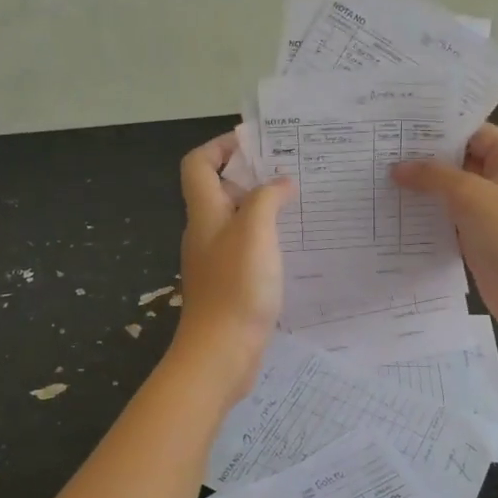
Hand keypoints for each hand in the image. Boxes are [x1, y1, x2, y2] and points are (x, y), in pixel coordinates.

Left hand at [174, 131, 295, 401]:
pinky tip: (293, 244)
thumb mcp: (254, 232)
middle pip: (218, 188)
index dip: (221, 146)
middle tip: (290, 169)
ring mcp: (216, 259)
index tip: (257, 143)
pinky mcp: (230, 283)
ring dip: (262, 206)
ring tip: (299, 202)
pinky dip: (267, 237)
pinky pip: (247, 247)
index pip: (198, 164)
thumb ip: (266, 199)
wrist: (221, 353)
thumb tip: (280, 182)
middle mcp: (205, 232)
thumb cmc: (236, 287)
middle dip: (250, 174)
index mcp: (204, 213)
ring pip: (236, 219)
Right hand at [391, 123, 497, 342]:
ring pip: (451, 191)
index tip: (400, 128)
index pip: (472, 132)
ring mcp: (490, 210)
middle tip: (381, 152)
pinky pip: (448, 218)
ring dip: (422, 189)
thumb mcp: (471, 195)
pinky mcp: (478, 237)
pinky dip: (426, 215)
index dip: (439, 129)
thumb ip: (433, 176)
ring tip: (379, 179)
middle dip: (423, 159)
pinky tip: (395, 212)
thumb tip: (397, 167)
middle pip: (459, 160)